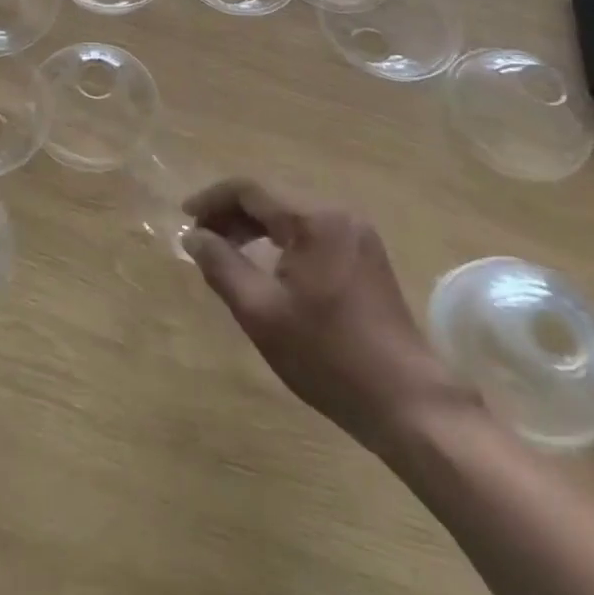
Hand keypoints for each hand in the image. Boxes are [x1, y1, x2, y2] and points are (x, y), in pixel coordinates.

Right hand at [181, 179, 466, 453]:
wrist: (409, 405)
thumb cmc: (328, 356)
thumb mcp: (261, 312)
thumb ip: (220, 265)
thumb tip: (192, 235)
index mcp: (314, 220)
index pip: (250, 190)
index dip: (212, 200)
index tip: (184, 218)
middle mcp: (338, 214)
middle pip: (271, 198)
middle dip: (232, 214)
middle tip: (202, 239)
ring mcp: (357, 234)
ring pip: (291, 214)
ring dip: (255, 226)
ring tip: (227, 251)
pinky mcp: (366, 256)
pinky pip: (311, 231)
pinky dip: (281, 239)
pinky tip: (266, 264)